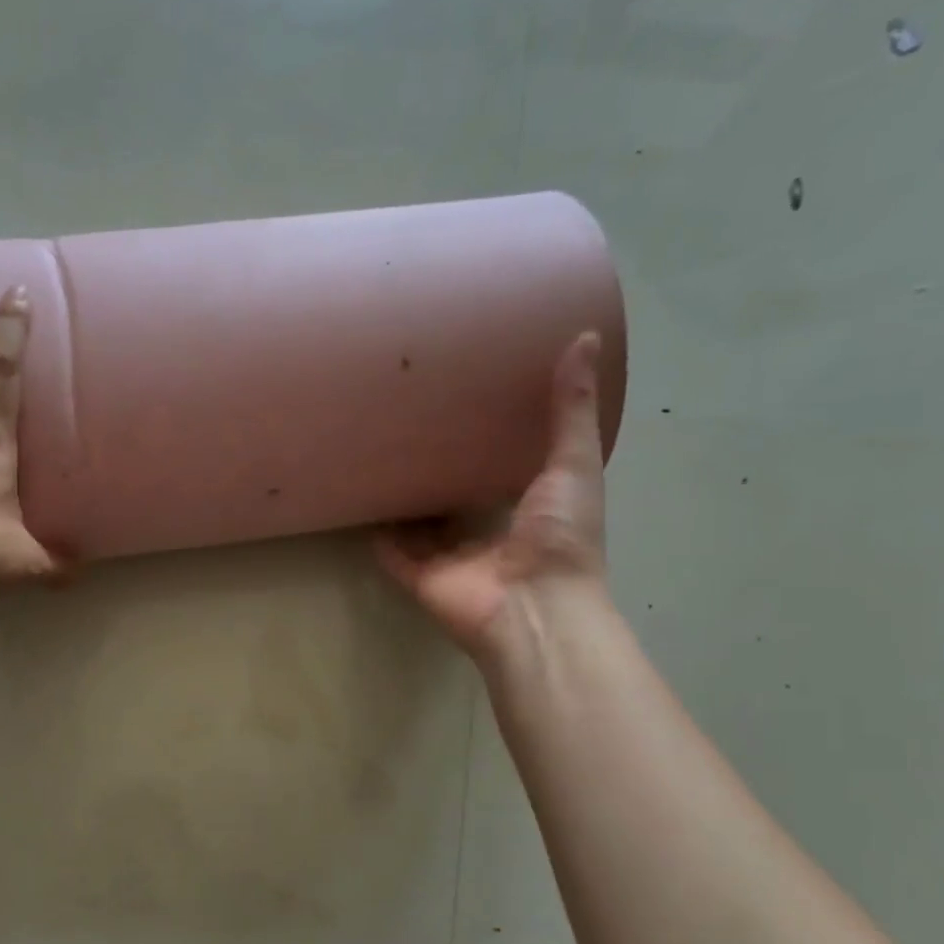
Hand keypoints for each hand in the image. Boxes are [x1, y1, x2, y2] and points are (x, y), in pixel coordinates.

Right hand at [376, 332, 608, 660]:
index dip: (491, 441)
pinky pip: (392, 551)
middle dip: (441, 470)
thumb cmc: (562, 538)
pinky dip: (377, 533)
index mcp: (531, 510)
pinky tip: (360, 501)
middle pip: (459, 498)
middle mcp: (488, 534)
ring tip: (382, 457)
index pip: (506, 471)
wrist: (531, 607)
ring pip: (422, 525)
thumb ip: (572, 410)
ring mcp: (451, 558)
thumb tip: (584, 336)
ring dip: (407, 500)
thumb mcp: (575, 464)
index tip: (471, 404)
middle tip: (416, 426)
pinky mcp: (418, 576)